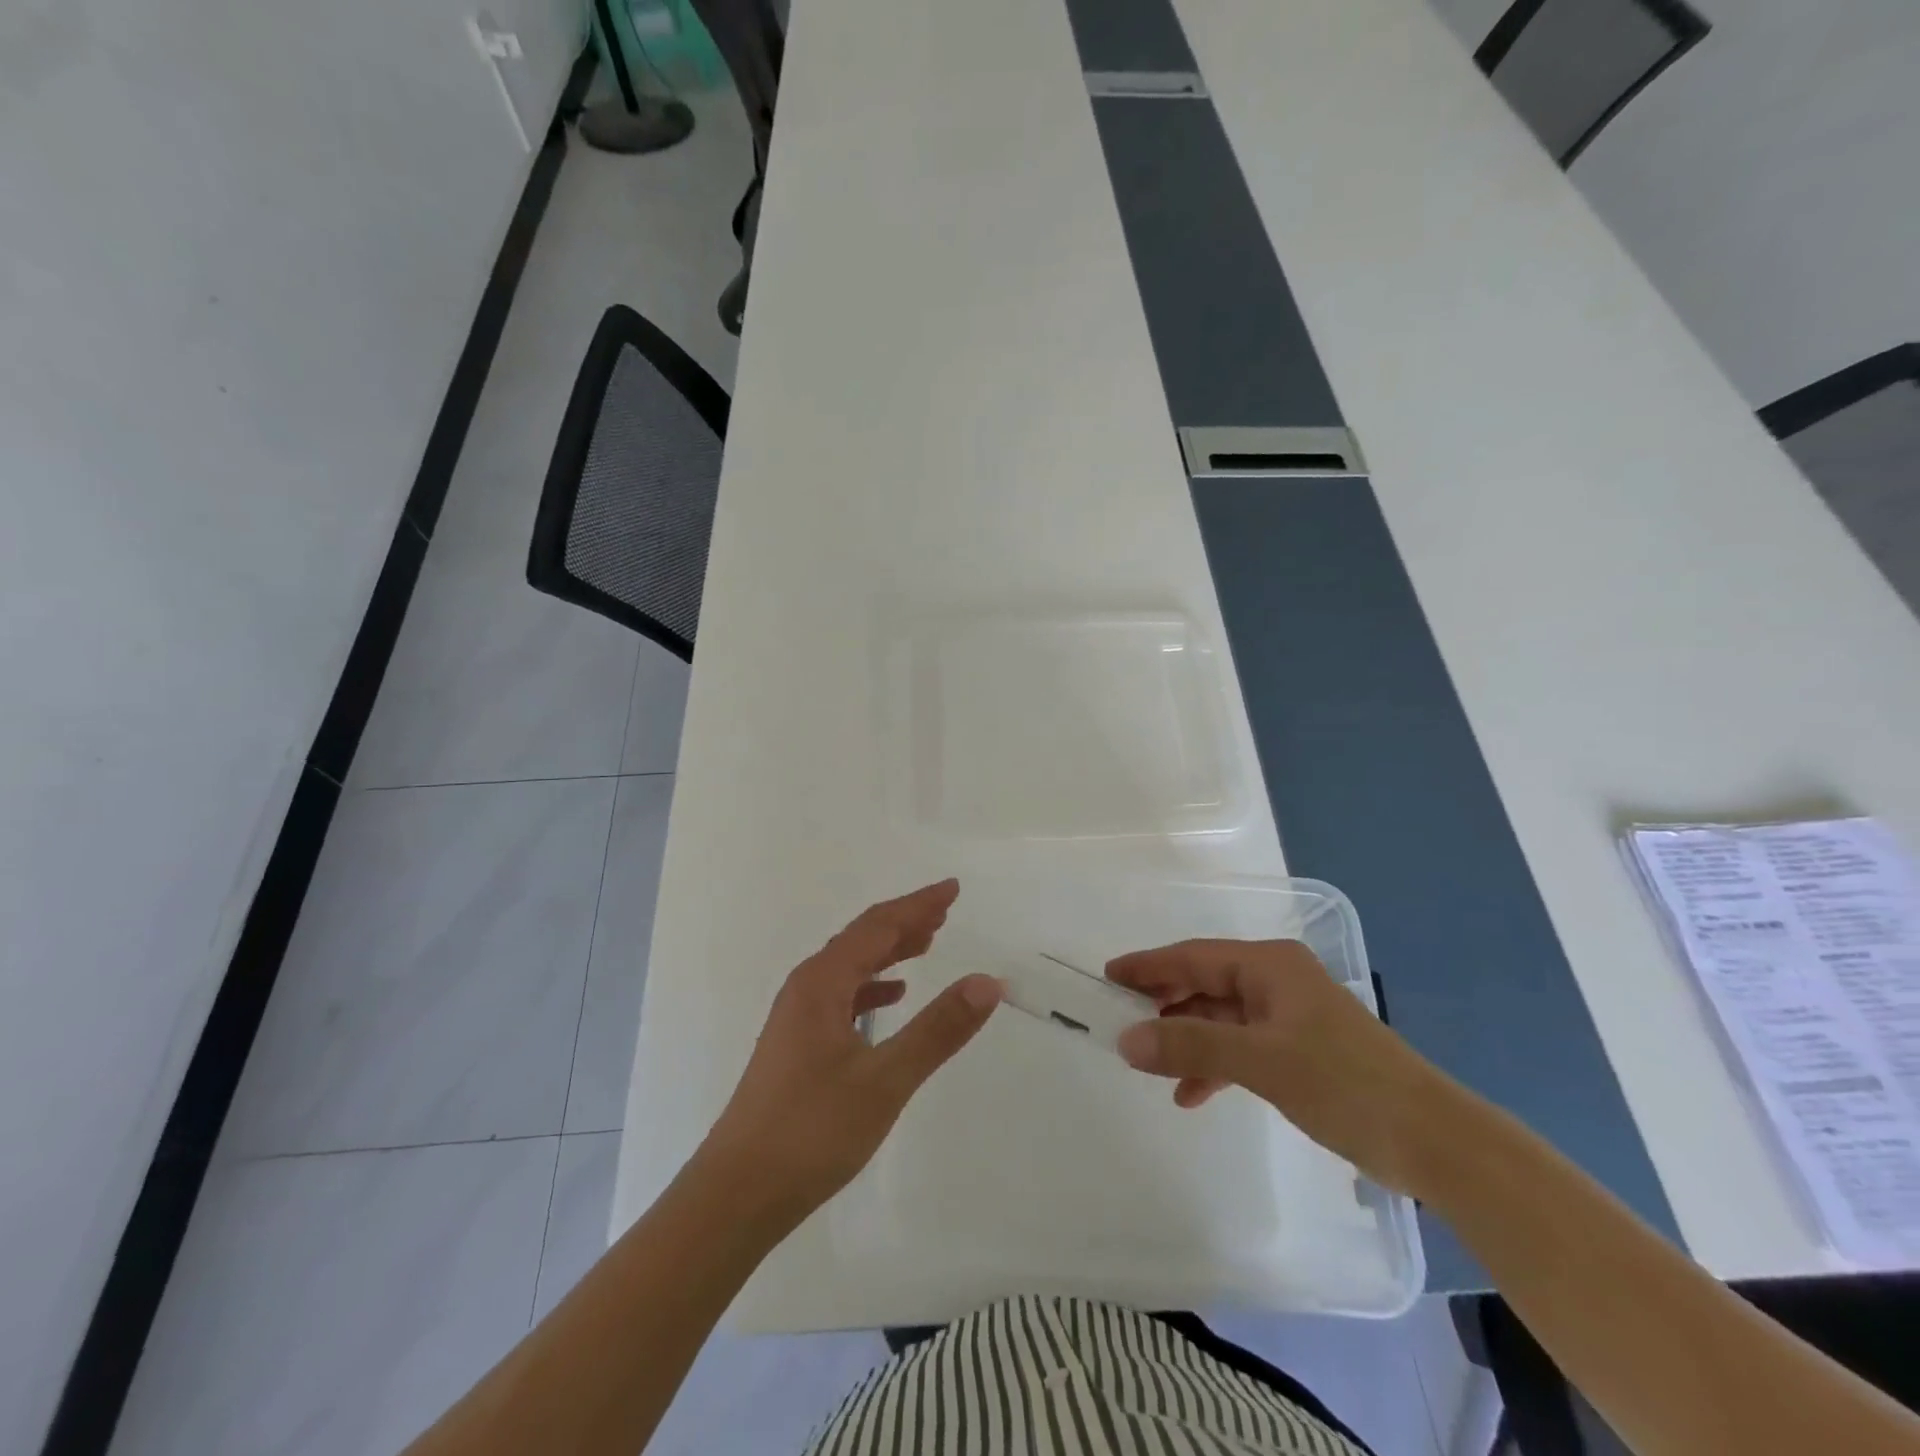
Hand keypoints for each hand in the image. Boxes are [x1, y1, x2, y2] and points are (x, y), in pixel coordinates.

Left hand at [702, 880, 1002, 1227]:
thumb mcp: (885, 1080)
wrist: (737, 1194)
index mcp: (822, 983)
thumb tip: (987, 982)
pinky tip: (891, 998)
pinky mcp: (797, 1046)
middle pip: (862, 940)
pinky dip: (872, 987)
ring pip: (851, 967)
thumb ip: (937, 1029)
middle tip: (945, 910)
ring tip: (927, 944)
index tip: (953, 889)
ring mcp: (798, 1018)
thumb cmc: (811, 1131)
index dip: (918, 905)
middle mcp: (806, 988)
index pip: (878, 926)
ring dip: (889, 952)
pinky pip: (842, 996)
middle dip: (905, 922)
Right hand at [1108, 939, 1451, 1194]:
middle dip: (1164, 1004)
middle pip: (1204, 983)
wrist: (1434, 1141)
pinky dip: (1214, 1064)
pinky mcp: (1300, 1050)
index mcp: (1270, 965)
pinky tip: (1192, 1093)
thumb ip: (1190, 1045)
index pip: (1193, 956)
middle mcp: (1277, 980)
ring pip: (1220, 1018)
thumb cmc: (1345, 1084)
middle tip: (1121, 1022)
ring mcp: (1290, 1016)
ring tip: (1151, 1066)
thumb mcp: (1261, 1061)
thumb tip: (1125, 1039)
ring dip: (1187, 1040)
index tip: (1107, 977)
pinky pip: (1241, 1046)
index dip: (1148, 966)